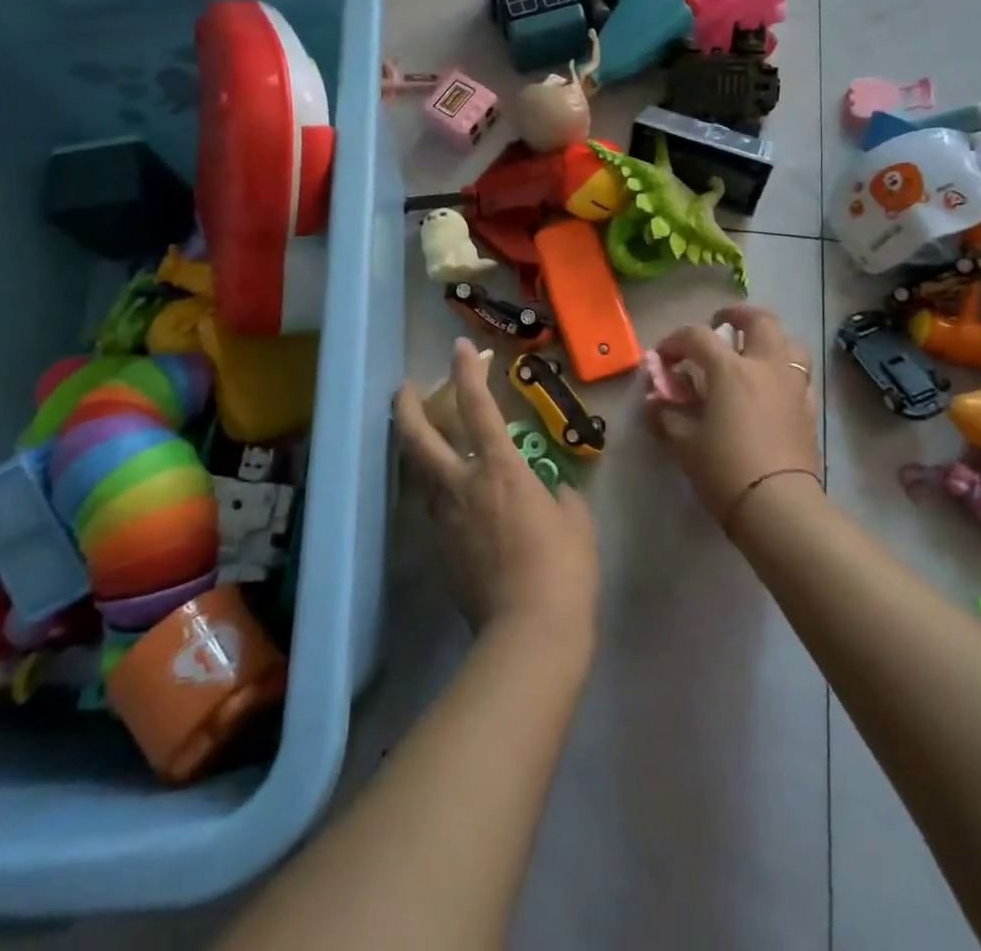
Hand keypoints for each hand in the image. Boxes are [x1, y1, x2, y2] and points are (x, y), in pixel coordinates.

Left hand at [394, 339, 598, 643]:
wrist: (529, 633)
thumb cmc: (563, 569)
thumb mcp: (576, 522)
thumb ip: (562, 497)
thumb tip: (553, 494)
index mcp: (500, 468)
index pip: (478, 406)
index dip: (467, 371)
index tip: (460, 347)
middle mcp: (462, 484)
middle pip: (418, 436)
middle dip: (407, 405)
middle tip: (404, 388)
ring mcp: (444, 517)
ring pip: (417, 471)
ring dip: (416, 448)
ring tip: (422, 439)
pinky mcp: (438, 548)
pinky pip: (431, 508)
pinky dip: (433, 490)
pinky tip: (447, 495)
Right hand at [645, 305, 818, 522]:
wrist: (778, 507)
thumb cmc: (724, 469)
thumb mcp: (683, 442)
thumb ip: (665, 414)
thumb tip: (654, 401)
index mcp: (730, 369)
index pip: (697, 336)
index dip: (675, 341)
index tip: (663, 358)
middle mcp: (766, 366)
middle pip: (759, 319)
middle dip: (736, 315)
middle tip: (720, 324)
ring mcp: (793, 385)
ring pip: (789, 342)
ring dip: (768, 339)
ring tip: (751, 352)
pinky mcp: (809, 408)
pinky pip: (799, 374)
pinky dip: (783, 369)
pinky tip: (769, 388)